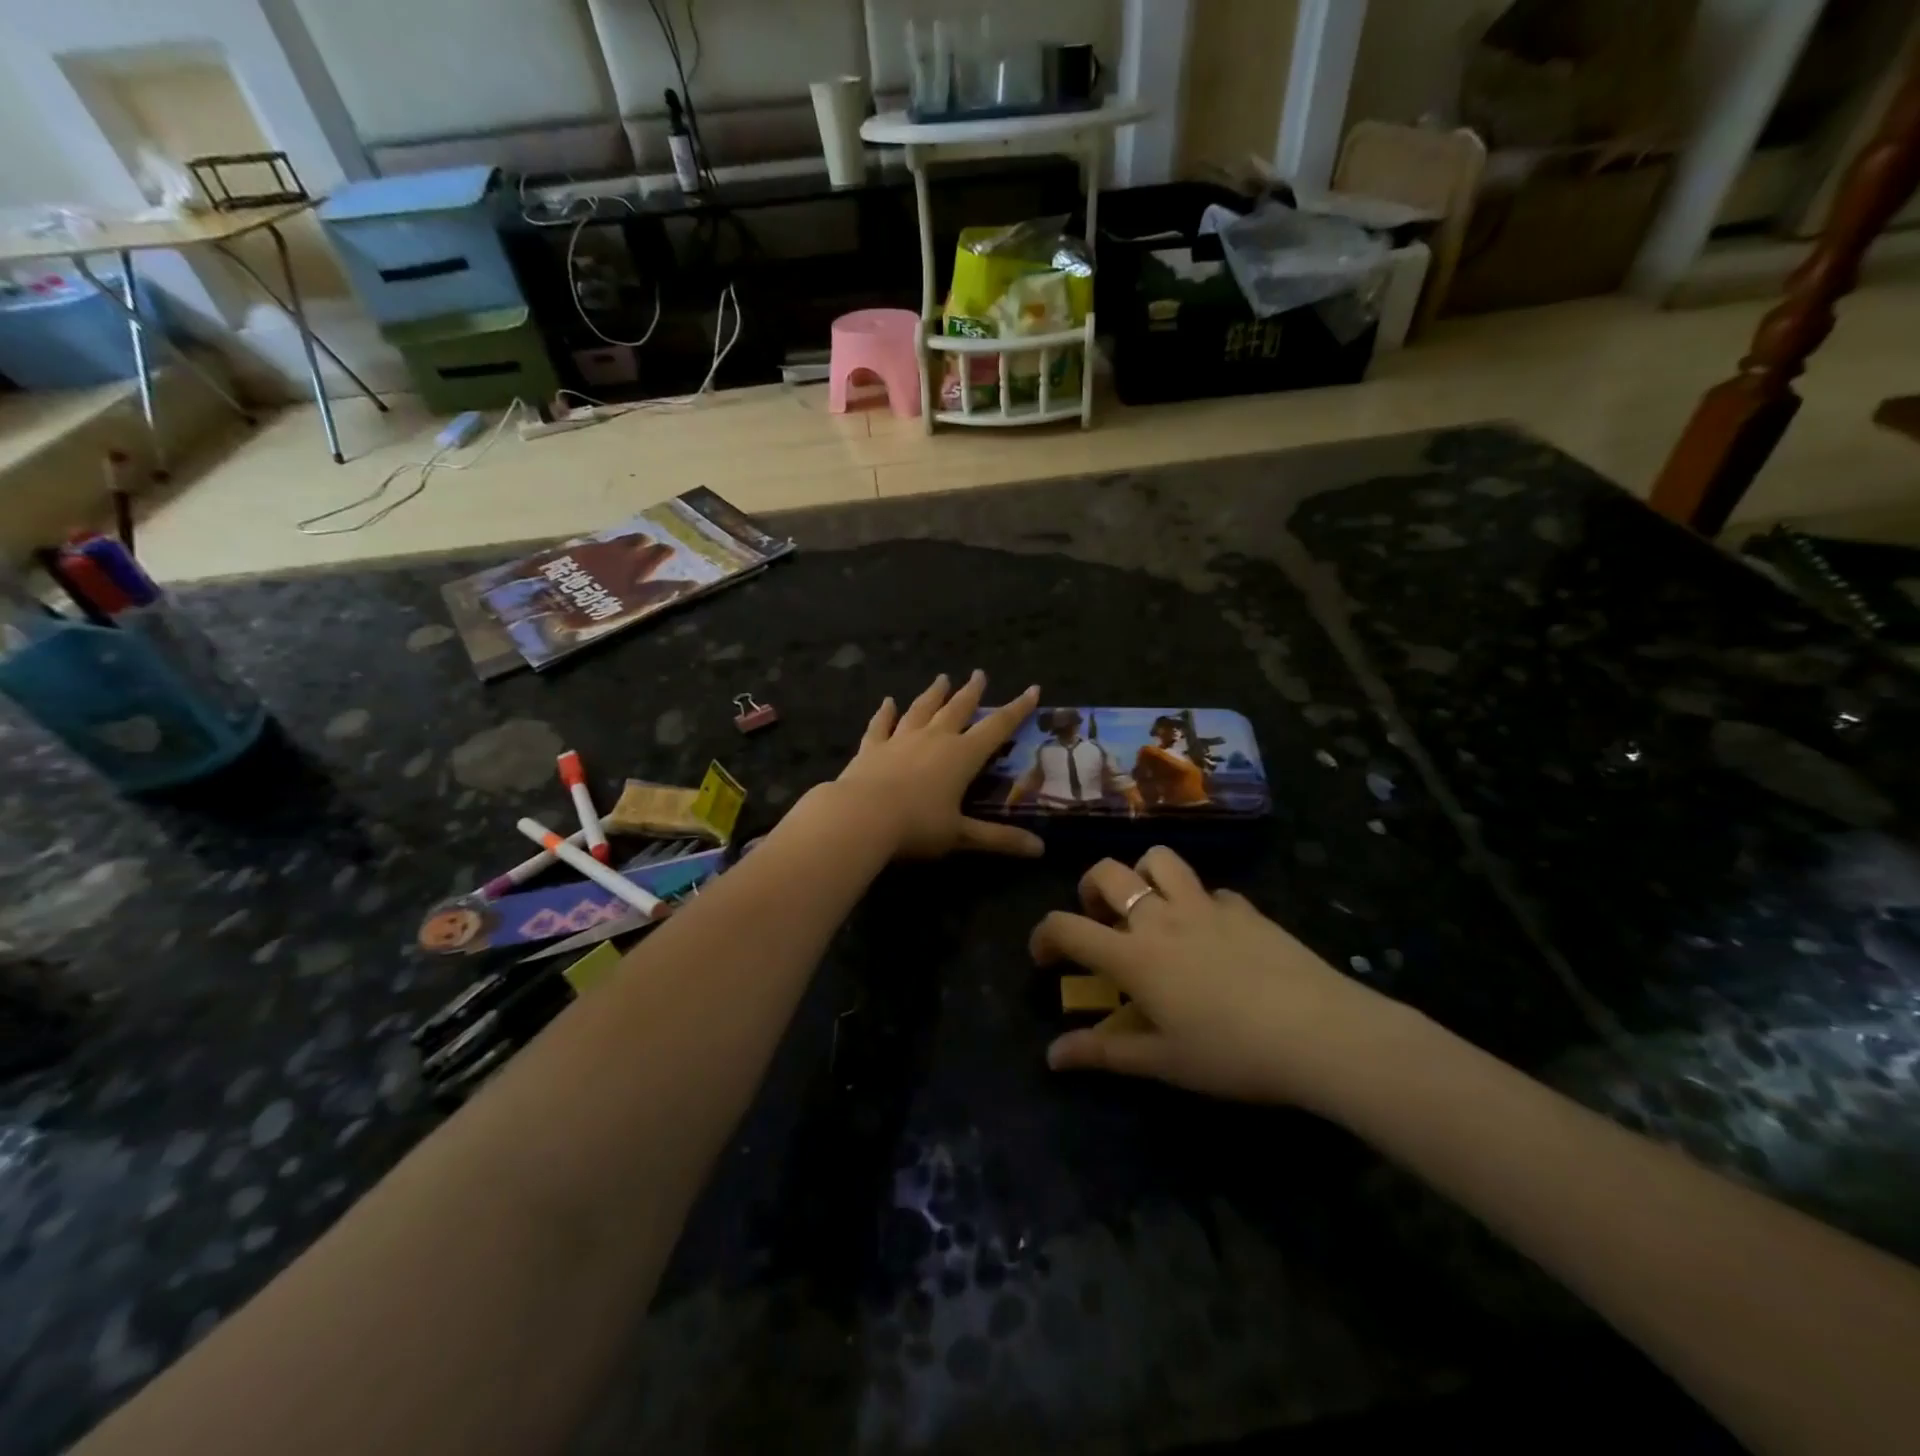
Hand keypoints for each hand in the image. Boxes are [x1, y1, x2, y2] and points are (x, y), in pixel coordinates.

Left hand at [835, 672, 1043, 859]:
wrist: (861, 817)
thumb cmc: (917, 826)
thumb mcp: (962, 835)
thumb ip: (1000, 839)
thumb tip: (1041, 850)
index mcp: (962, 755)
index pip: (997, 727)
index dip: (1017, 709)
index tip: (1032, 690)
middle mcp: (934, 739)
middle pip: (958, 709)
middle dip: (971, 692)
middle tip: (979, 674)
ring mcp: (900, 739)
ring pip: (921, 709)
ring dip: (933, 694)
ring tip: (942, 679)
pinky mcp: (872, 747)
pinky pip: (881, 725)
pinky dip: (885, 713)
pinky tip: (887, 702)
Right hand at [1033, 847, 1405, 1108]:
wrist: (1320, 1033)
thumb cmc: (1231, 1053)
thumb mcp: (1163, 1062)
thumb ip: (1103, 1053)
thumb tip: (1052, 1056)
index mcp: (1134, 955)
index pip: (1067, 926)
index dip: (1043, 936)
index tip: (1044, 957)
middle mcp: (1161, 917)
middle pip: (1107, 873)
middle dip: (1090, 888)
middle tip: (1099, 918)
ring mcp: (1205, 906)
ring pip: (1159, 860)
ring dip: (1143, 875)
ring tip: (1150, 908)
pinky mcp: (1244, 908)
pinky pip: (1209, 889)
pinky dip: (1197, 902)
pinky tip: (1212, 933)